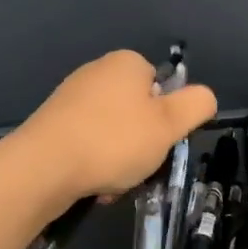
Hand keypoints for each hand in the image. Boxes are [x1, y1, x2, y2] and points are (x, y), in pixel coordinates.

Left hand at [15, 50, 217, 204]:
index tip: (161, 142)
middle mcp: (97, 72)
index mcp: (126, 63)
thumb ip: (196, 105)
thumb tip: (205, 96)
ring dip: (120, 159)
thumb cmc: (114, 141)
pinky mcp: (52, 125)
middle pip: (137, 111)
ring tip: (114, 182)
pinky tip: (92, 185)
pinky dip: (95, 164)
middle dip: (143, 143)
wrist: (42, 168)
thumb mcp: (170, 124)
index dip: (167, 117)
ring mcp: (70, 98)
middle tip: (140, 166)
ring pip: (113, 133)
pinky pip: (88, 144)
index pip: (162, 86)